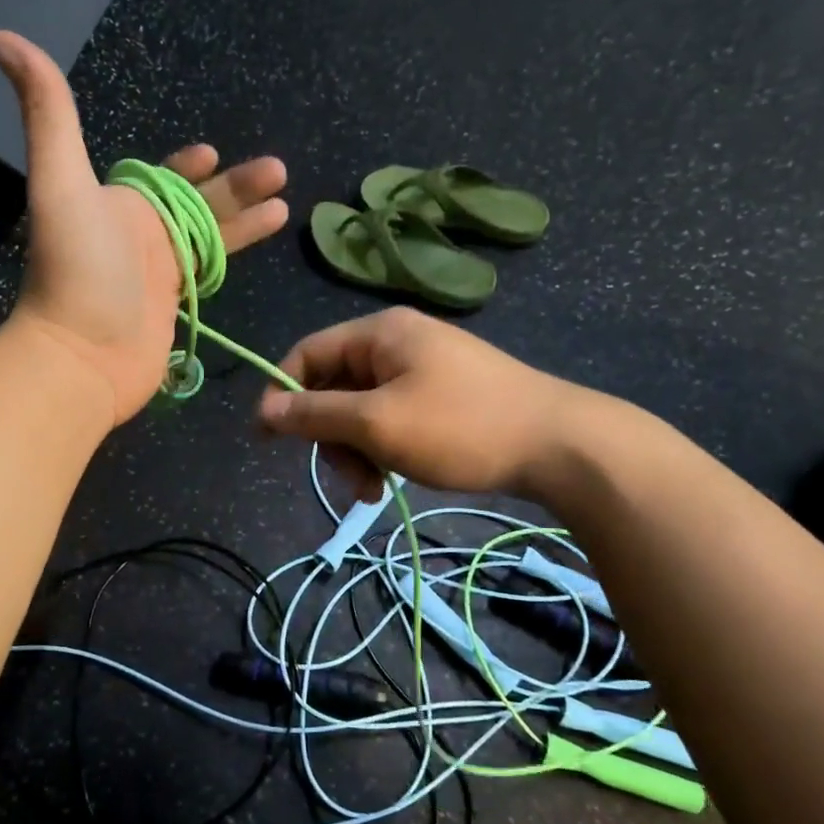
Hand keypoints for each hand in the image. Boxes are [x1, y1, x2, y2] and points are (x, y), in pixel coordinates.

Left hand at [0, 31, 288, 424]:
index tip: (210, 152)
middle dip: (236, 186)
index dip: (184, 165)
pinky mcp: (177, 307)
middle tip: (277, 169)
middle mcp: (140, 234)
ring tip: (286, 201)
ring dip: (246, 217)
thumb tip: (4, 38)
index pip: (157, 178)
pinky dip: (238, 253)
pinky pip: (210, 272)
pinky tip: (267, 241)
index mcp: (120, 203)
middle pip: (197, 203)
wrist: (83, 355)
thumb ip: (49, 113)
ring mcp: (160, 274)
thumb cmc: (77, 268)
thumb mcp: (61, 182)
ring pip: (211, 236)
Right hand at [256, 308, 617, 500]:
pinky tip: (393, 480)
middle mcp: (397, 343)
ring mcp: (423, 369)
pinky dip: (384, 449)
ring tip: (374, 489)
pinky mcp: (442, 396)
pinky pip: (391, 418)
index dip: (282, 394)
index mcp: (379, 333)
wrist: (559, 445)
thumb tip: (263, 411)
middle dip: (331, 437)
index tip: (268, 440)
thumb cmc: (460, 427)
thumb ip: (316, 415)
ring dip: (357, 451)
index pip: (307, 354)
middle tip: (350, 479)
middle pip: (334, 387)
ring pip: (361, 409)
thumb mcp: (377, 423)